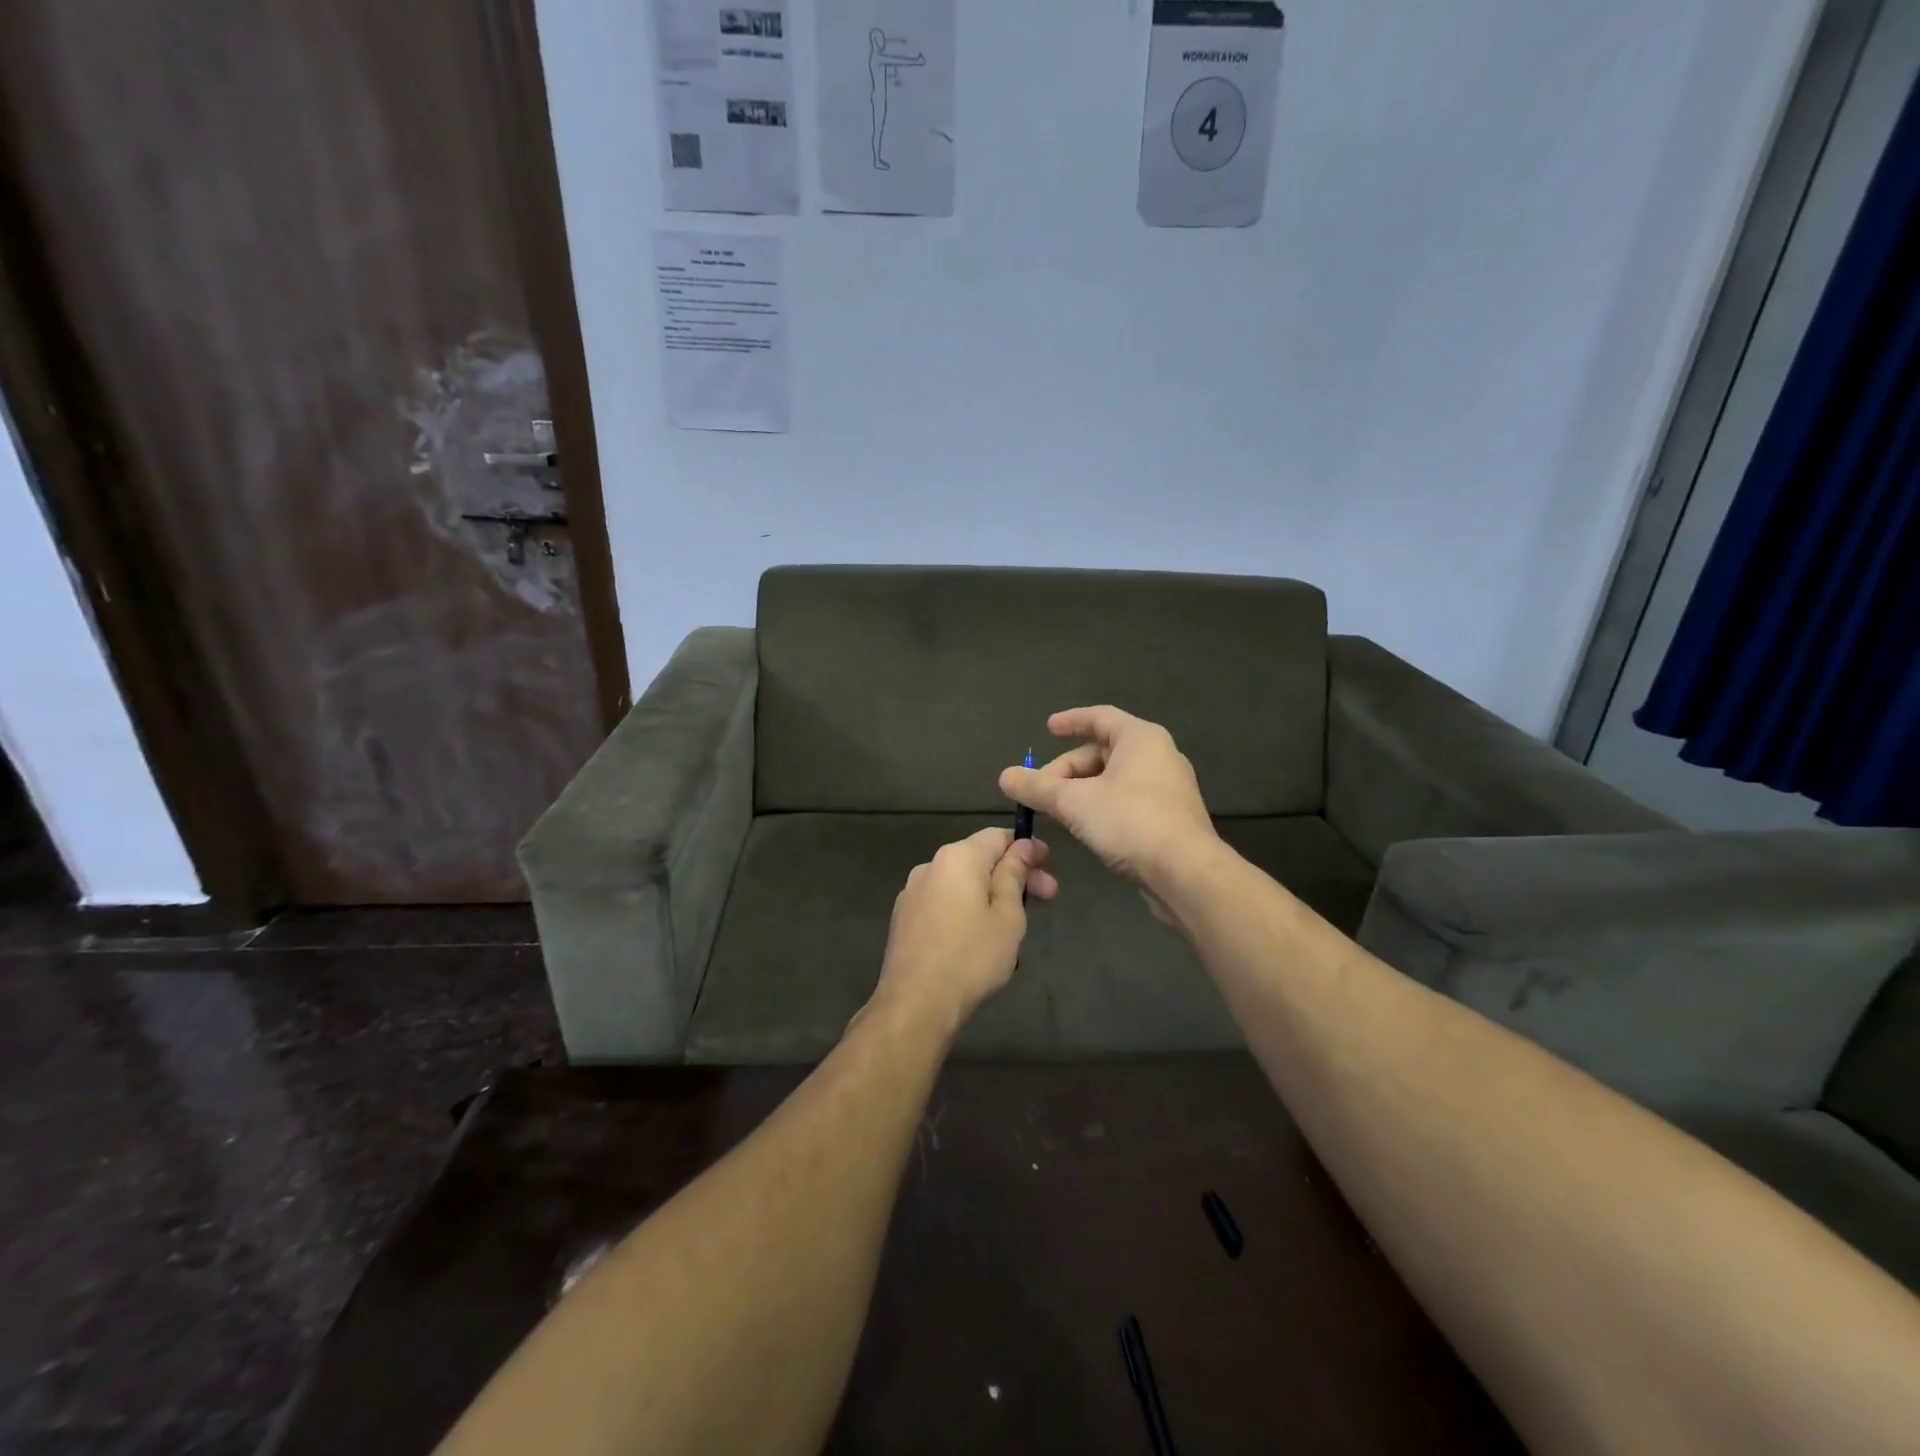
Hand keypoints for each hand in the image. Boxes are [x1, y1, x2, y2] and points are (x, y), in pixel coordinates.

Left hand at [871, 828, 1058, 1032]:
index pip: (997, 836)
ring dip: (990, 893)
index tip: (1048, 867)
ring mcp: (912, 892)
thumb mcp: (1007, 915)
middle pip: (979, 859)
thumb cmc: (971, 957)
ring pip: (961, 883)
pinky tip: (978, 937)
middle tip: (1047, 898)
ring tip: (1013, 924)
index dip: (1027, 847)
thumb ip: (1014, 874)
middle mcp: (930, 866)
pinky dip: (965, 909)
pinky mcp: (903, 918)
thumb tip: (1024, 845)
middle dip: (1014, 875)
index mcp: (957, 858)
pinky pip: (943, 902)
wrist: (915, 1004)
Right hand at [998, 706, 1218, 906]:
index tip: (1047, 729)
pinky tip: (1085, 829)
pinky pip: (1127, 801)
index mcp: (1140, 738)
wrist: (1185, 873)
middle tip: (1040, 791)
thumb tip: (1005, 777)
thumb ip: (1037, 788)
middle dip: (1067, 770)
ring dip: (1081, 791)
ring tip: (1056, 812)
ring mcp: (1168, 789)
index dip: (1071, 721)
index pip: (1100, 717)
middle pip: (1103, 752)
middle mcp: (1159, 756)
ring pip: (1114, 780)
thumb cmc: (1130, 821)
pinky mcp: (1170, 819)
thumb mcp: (1073, 802)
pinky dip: (1101, 807)